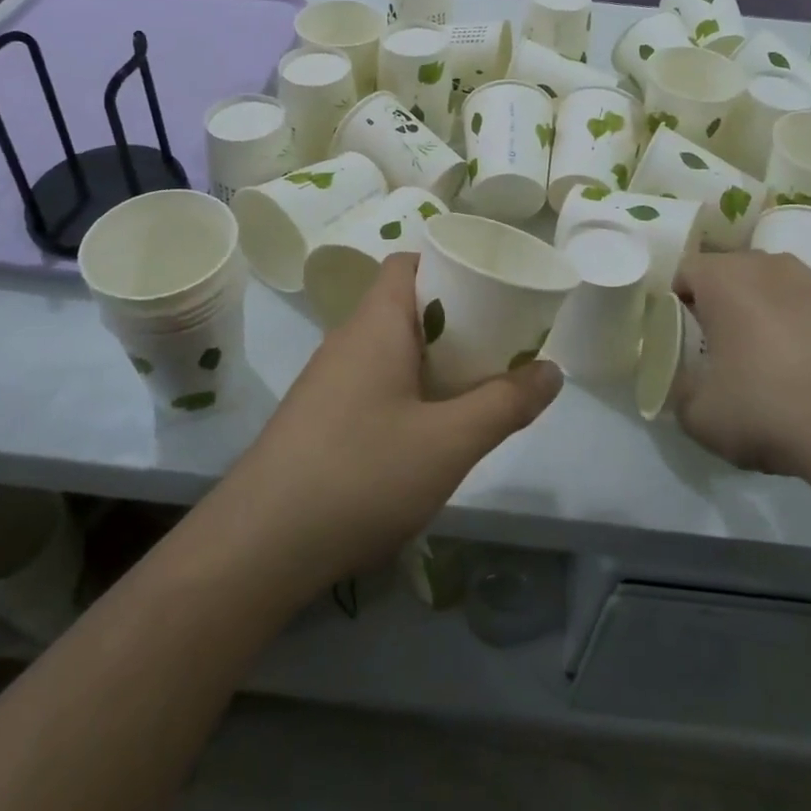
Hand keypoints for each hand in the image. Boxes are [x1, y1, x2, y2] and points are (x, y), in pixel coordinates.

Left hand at [211, 253, 561, 596]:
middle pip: (406, 306)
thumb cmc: (361, 474)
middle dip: (456, 319)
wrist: (258, 547)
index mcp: (376, 323)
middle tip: (501, 343)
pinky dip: (409, 390)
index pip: (409, 263)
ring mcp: (329, 381)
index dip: (450, 264)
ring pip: (391, 348)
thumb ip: (506, 403)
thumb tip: (552, 370)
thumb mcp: (449, 442)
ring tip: (477, 386)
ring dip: (434, 360)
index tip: (493, 288)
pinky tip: (429, 433)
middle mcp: (348, 340)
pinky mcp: (320, 419)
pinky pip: (374, 383)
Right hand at [673, 252, 810, 478]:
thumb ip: (681, 391)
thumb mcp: (699, 416)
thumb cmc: (769, 412)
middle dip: (730, 302)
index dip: (680, 299)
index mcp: (727, 280)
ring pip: (788, 289)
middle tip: (728, 347)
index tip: (686, 333)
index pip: (688, 270)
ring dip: (778, 313)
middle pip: (739, 272)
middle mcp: (776, 268)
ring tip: (782, 362)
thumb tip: (687, 384)